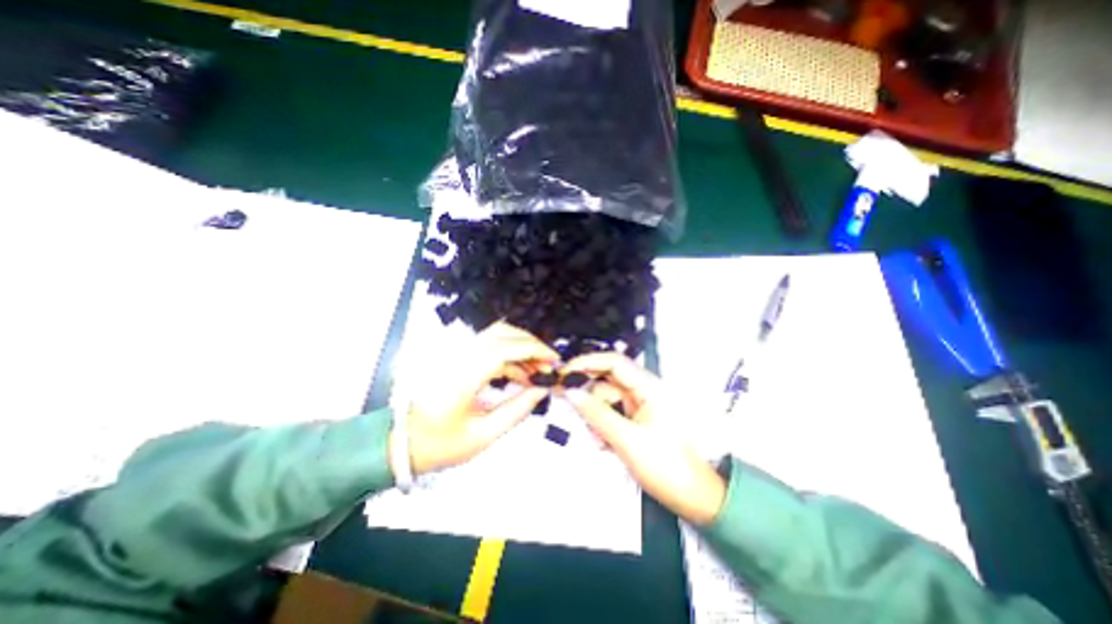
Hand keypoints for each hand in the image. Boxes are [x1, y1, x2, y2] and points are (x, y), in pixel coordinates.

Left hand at [394, 323, 559, 474]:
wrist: (402, 444)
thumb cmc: (441, 445)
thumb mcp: (483, 435)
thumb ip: (517, 409)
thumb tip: (542, 389)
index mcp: (464, 376)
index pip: (505, 348)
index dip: (534, 349)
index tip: (554, 360)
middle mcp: (460, 356)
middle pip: (502, 333)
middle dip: (531, 344)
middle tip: (548, 364)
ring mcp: (457, 354)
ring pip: (496, 336)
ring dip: (521, 348)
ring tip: (538, 370)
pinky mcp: (458, 358)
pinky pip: (489, 348)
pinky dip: (509, 356)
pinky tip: (521, 374)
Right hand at [560, 352, 726, 522]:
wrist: (694, 499)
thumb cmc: (668, 467)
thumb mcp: (627, 439)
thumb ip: (596, 414)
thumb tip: (571, 393)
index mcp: (649, 387)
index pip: (614, 362)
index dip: (588, 362)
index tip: (565, 372)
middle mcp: (644, 391)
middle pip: (607, 381)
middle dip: (589, 394)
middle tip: (566, 401)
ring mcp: (640, 406)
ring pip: (606, 399)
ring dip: (595, 416)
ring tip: (597, 439)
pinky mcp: (636, 420)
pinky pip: (611, 414)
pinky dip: (602, 425)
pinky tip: (603, 443)